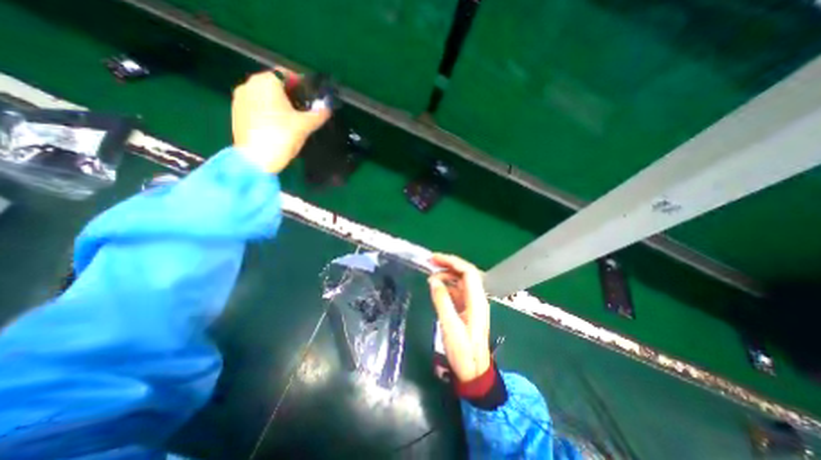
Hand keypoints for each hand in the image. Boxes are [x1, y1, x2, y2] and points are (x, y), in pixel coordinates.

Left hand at [231, 69, 328, 173]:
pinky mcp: (237, 114)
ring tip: (293, 120)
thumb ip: (319, 114)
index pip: (286, 74)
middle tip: (305, 111)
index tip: (312, 98)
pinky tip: (278, 127)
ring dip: (279, 104)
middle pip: (275, 85)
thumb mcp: (305, 125)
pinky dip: (268, 112)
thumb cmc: (281, 136)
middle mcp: (249, 84)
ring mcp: (240, 99)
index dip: (302, 84)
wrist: (256, 160)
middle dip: (291, 96)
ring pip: (265, 97)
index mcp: (266, 82)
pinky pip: (257, 107)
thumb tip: (328, 107)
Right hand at [427, 253, 489, 381]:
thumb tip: (433, 280)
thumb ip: (442, 301)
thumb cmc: (463, 351)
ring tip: (431, 275)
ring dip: (447, 275)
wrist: (474, 371)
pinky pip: (457, 291)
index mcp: (476, 301)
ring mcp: (472, 304)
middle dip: (449, 264)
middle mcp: (476, 298)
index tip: (435, 258)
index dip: (452, 262)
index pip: (468, 272)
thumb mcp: (450, 326)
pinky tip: (437, 287)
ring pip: (461, 282)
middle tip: (430, 261)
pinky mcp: (467, 309)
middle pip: (465, 274)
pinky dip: (447, 286)